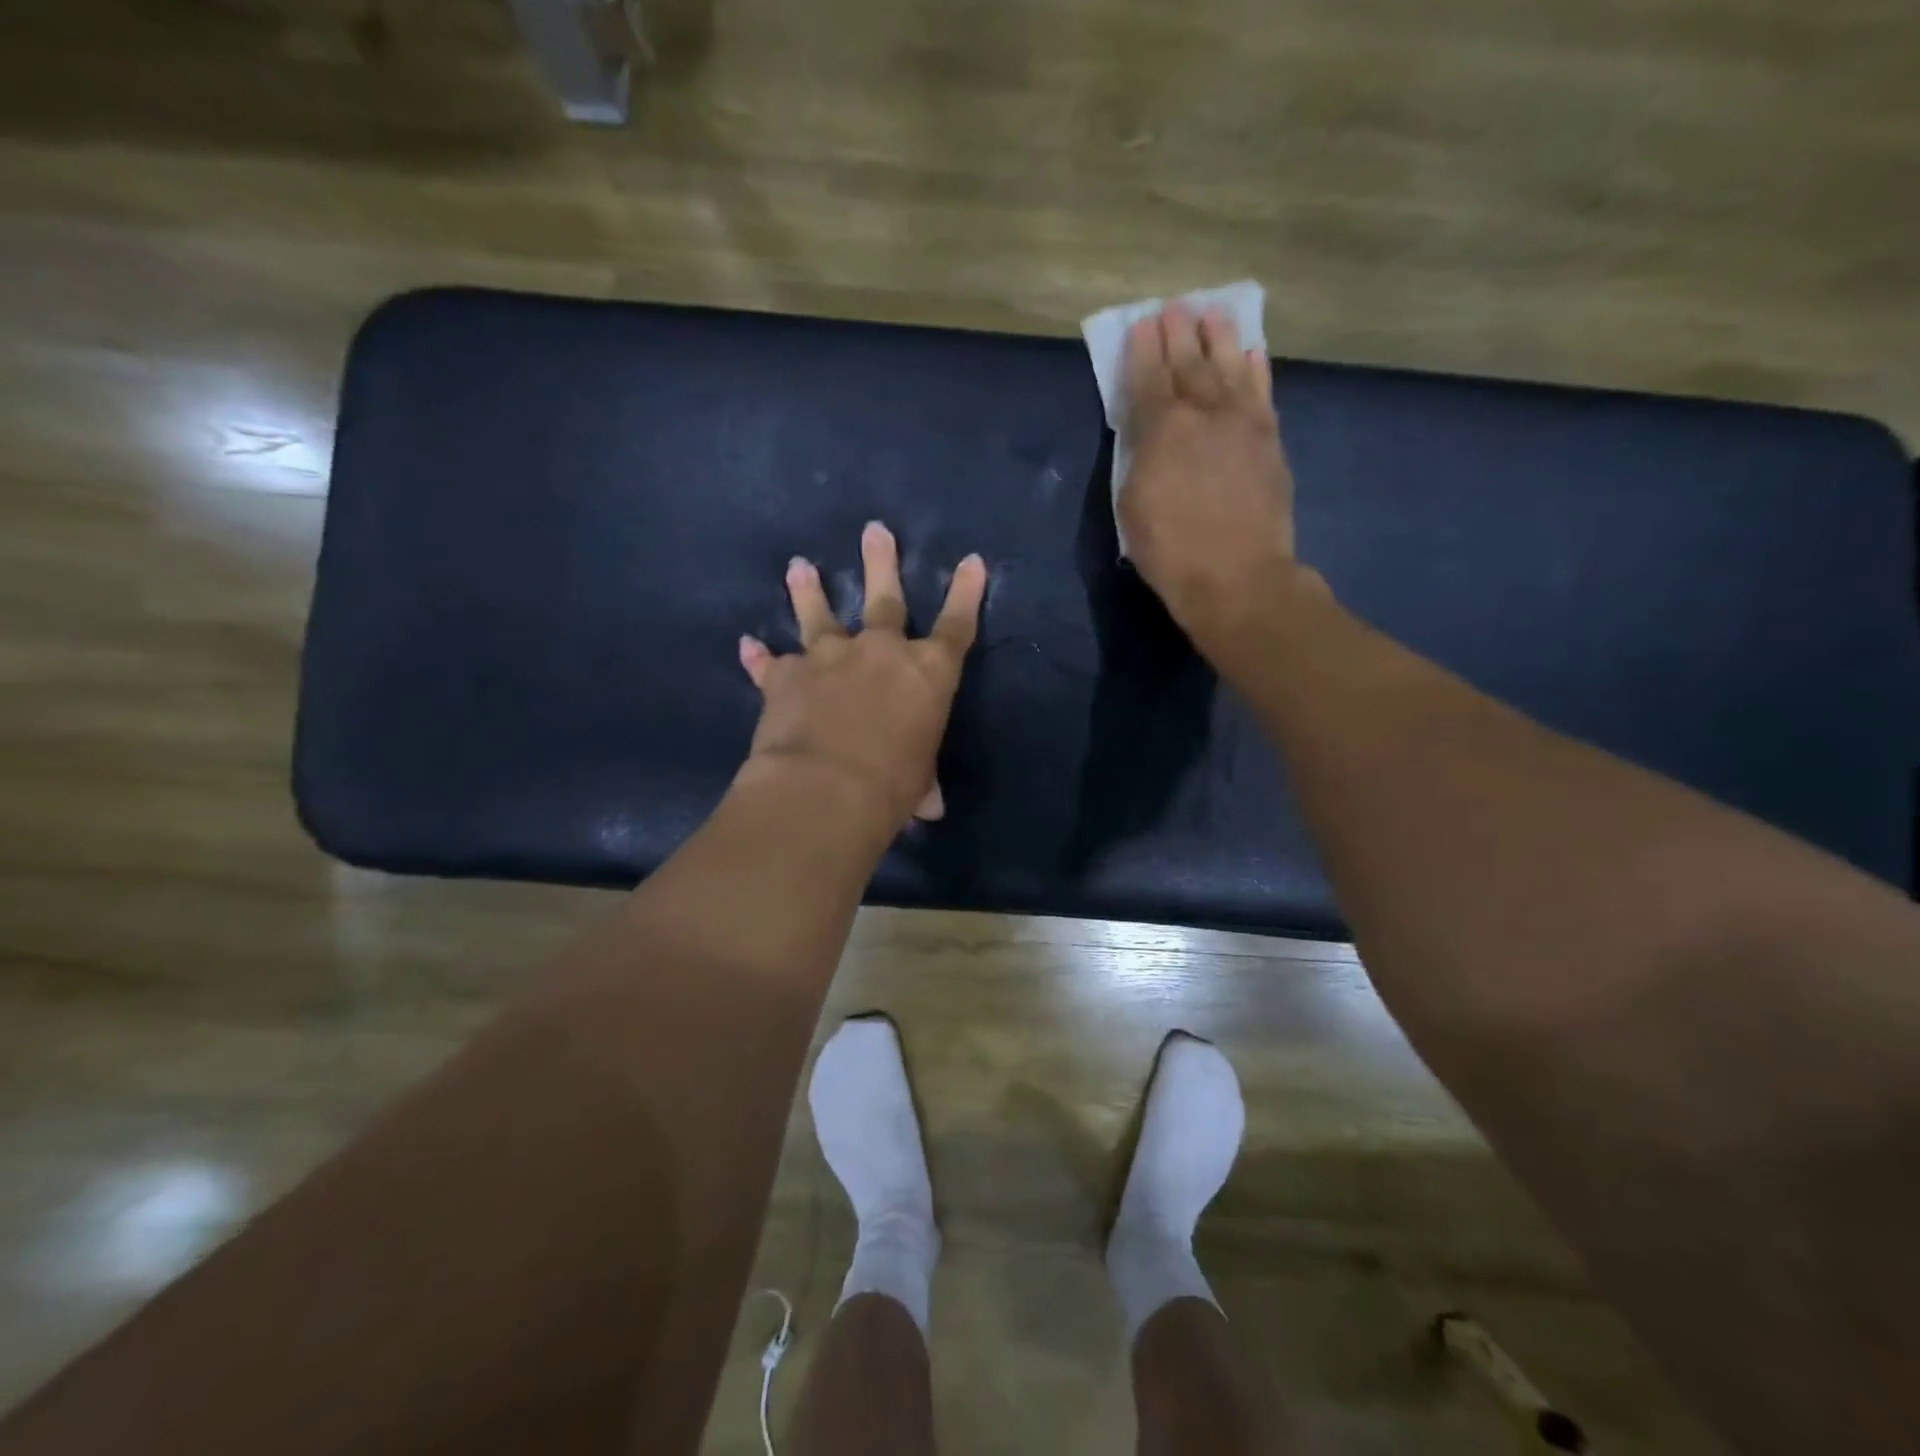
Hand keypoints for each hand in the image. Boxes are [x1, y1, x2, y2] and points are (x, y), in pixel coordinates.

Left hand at [738, 522, 987, 829]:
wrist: (826, 789)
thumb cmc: (892, 787)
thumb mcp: (918, 785)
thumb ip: (922, 783)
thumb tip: (931, 806)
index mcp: (927, 673)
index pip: (957, 626)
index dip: (967, 594)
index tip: (972, 561)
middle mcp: (880, 652)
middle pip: (885, 597)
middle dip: (881, 562)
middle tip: (874, 530)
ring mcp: (830, 657)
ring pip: (819, 613)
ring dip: (809, 590)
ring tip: (801, 566)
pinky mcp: (786, 675)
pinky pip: (770, 663)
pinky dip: (758, 656)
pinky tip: (748, 644)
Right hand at [1117, 303, 1299, 657]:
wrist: (1237, 577)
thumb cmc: (1170, 550)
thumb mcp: (1132, 505)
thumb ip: (1138, 456)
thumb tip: (1146, 429)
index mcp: (1163, 428)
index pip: (1149, 377)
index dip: (1143, 349)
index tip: (1141, 324)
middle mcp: (1205, 412)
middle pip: (1190, 362)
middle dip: (1179, 332)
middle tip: (1174, 307)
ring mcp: (1243, 423)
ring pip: (1231, 366)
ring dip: (1220, 337)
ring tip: (1213, 313)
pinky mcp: (1270, 441)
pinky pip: (1262, 393)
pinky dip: (1256, 370)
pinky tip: (1252, 354)